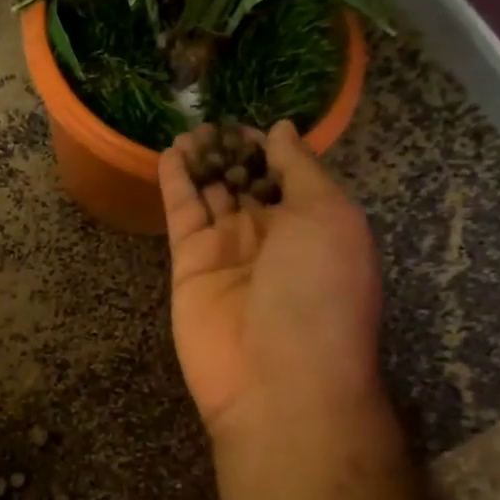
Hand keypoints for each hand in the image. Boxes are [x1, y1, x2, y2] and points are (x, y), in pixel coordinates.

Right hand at [160, 121, 395, 462]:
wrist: (276, 379)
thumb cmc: (319, 293)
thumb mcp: (329, 216)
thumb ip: (301, 170)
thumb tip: (283, 131)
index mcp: (315, 225)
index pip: (289, 176)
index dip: (272, 148)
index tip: (252, 122)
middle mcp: (272, 236)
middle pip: (247, 182)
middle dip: (233, 152)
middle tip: (213, 120)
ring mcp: (228, 250)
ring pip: (211, 193)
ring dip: (203, 160)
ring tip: (190, 128)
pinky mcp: (189, 264)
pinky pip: (182, 214)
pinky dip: (175, 183)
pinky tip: (169, 152)